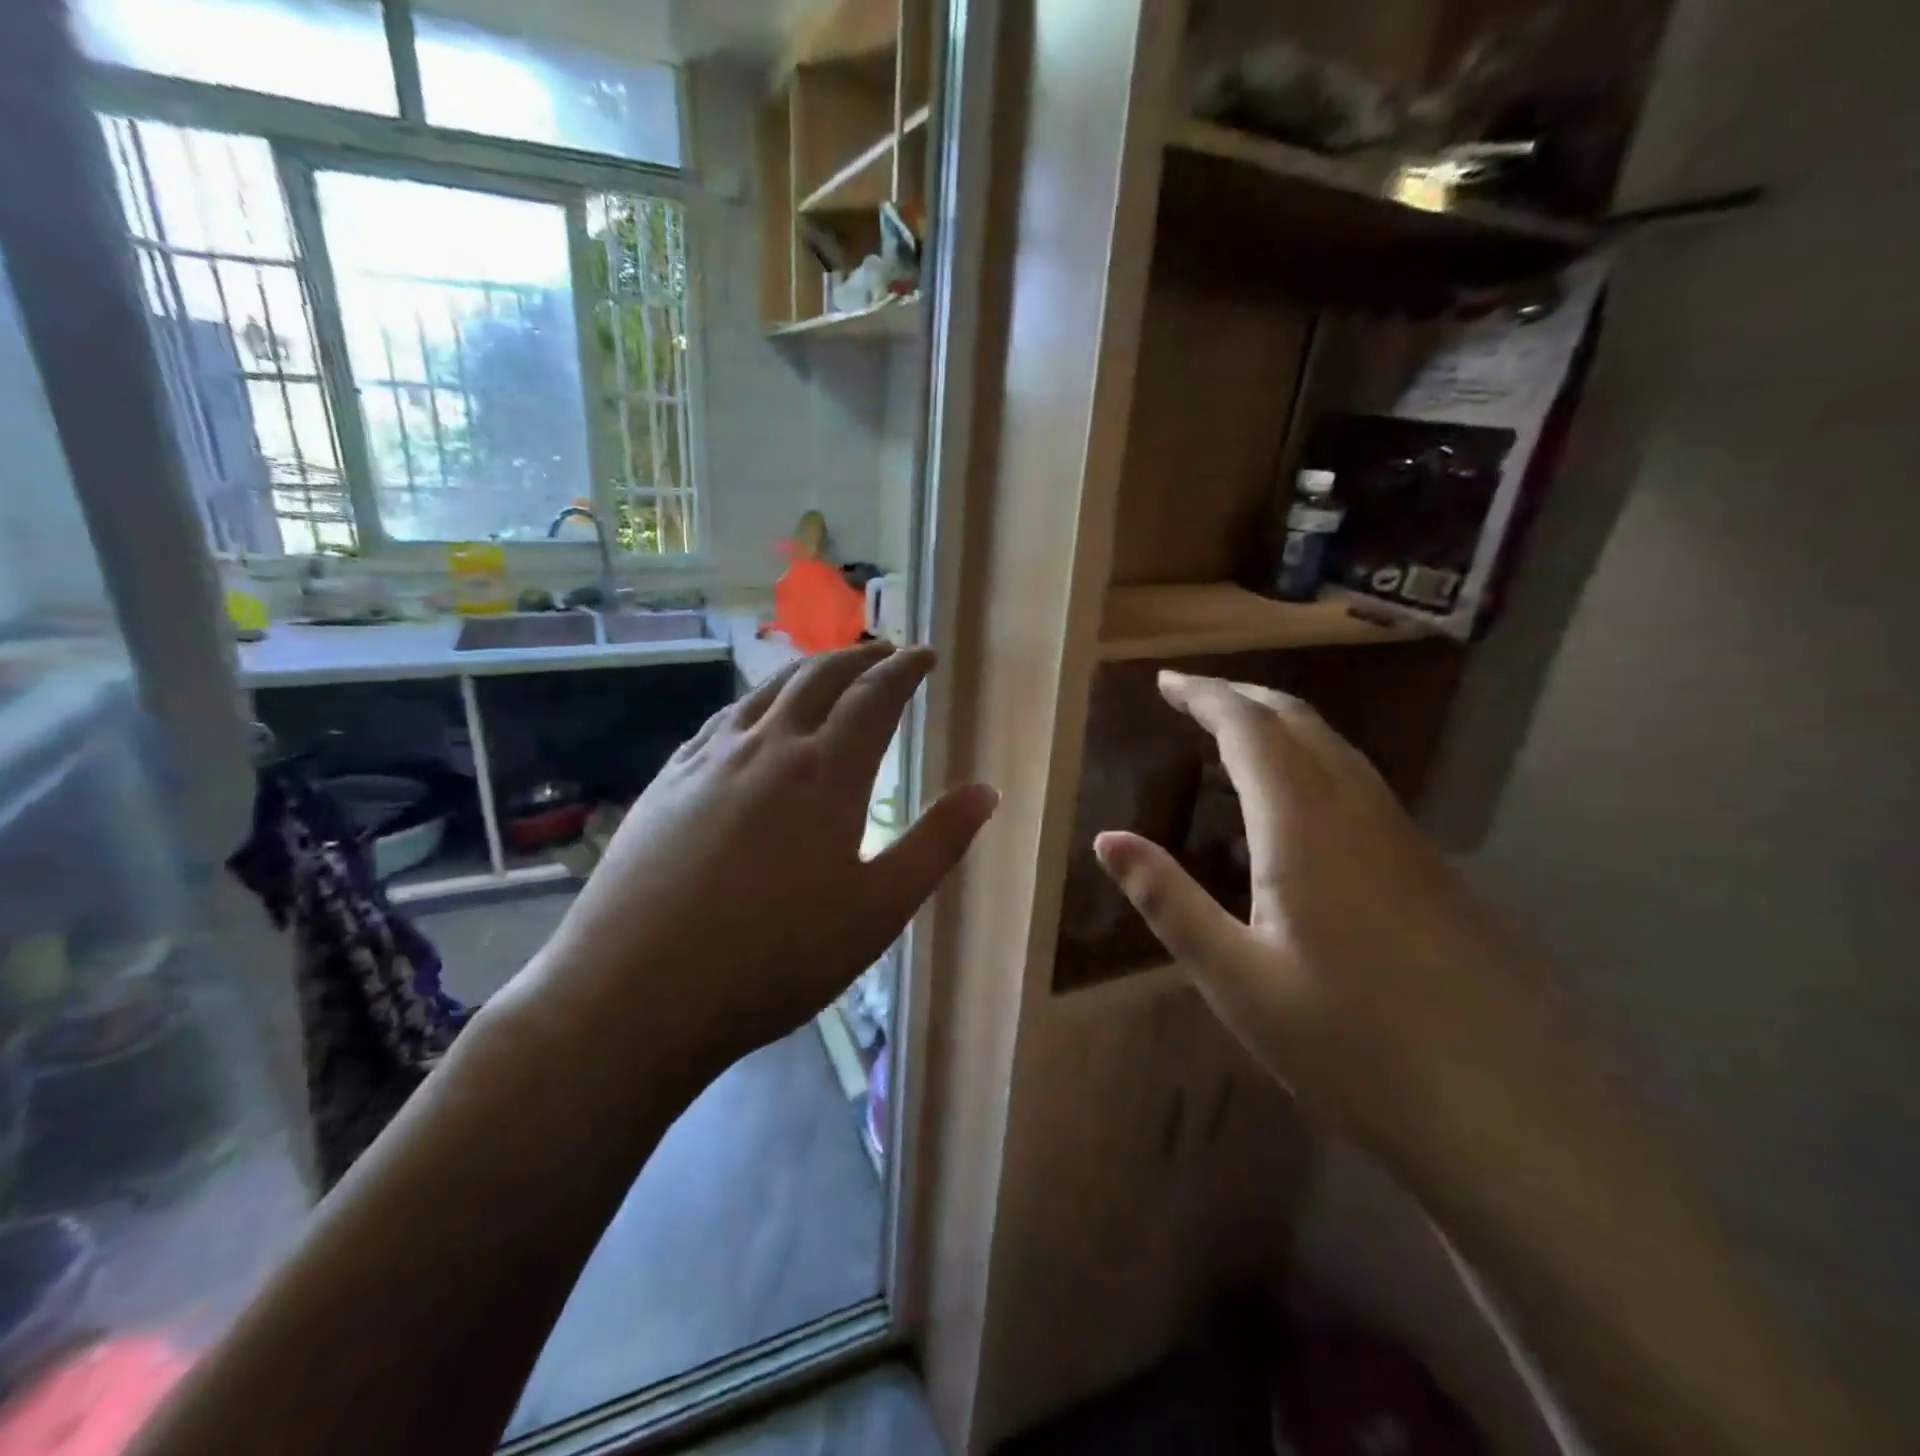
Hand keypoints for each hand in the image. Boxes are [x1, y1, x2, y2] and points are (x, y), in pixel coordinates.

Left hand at [501, 643, 997, 1089]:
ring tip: (826, 670)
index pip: (874, 696)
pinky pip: (721, 720)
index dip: (904, 669)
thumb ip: (936, 845)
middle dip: (858, 657)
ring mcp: (709, 760)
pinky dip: (754, 701)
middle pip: (818, 678)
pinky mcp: (667, 781)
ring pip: (765, 691)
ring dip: (805, 670)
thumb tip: (986, 791)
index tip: (924, 655)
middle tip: (883, 651)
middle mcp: (768, 748)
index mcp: (825, 773)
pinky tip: (752, 716)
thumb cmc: (774, 959)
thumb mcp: (877, 911)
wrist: (635, 993)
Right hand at [1094, 670, 1549, 1156]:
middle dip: (1241, 696)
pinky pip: (1357, 782)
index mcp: (1304, 827)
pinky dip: (1311, 759)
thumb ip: (1168, 900)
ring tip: (1235, 731)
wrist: (1509, 1112)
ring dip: (1280, 723)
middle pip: (1298, 722)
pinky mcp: (1428, 868)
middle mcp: (1357, 812)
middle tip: (1191, 694)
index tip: (1165, 681)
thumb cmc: (1351, 1045)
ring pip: (1335, 748)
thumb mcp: (1236, 978)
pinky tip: (1298, 801)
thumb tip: (1106, 838)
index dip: (1205, 696)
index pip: (1249, 729)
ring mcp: (1402, 838)